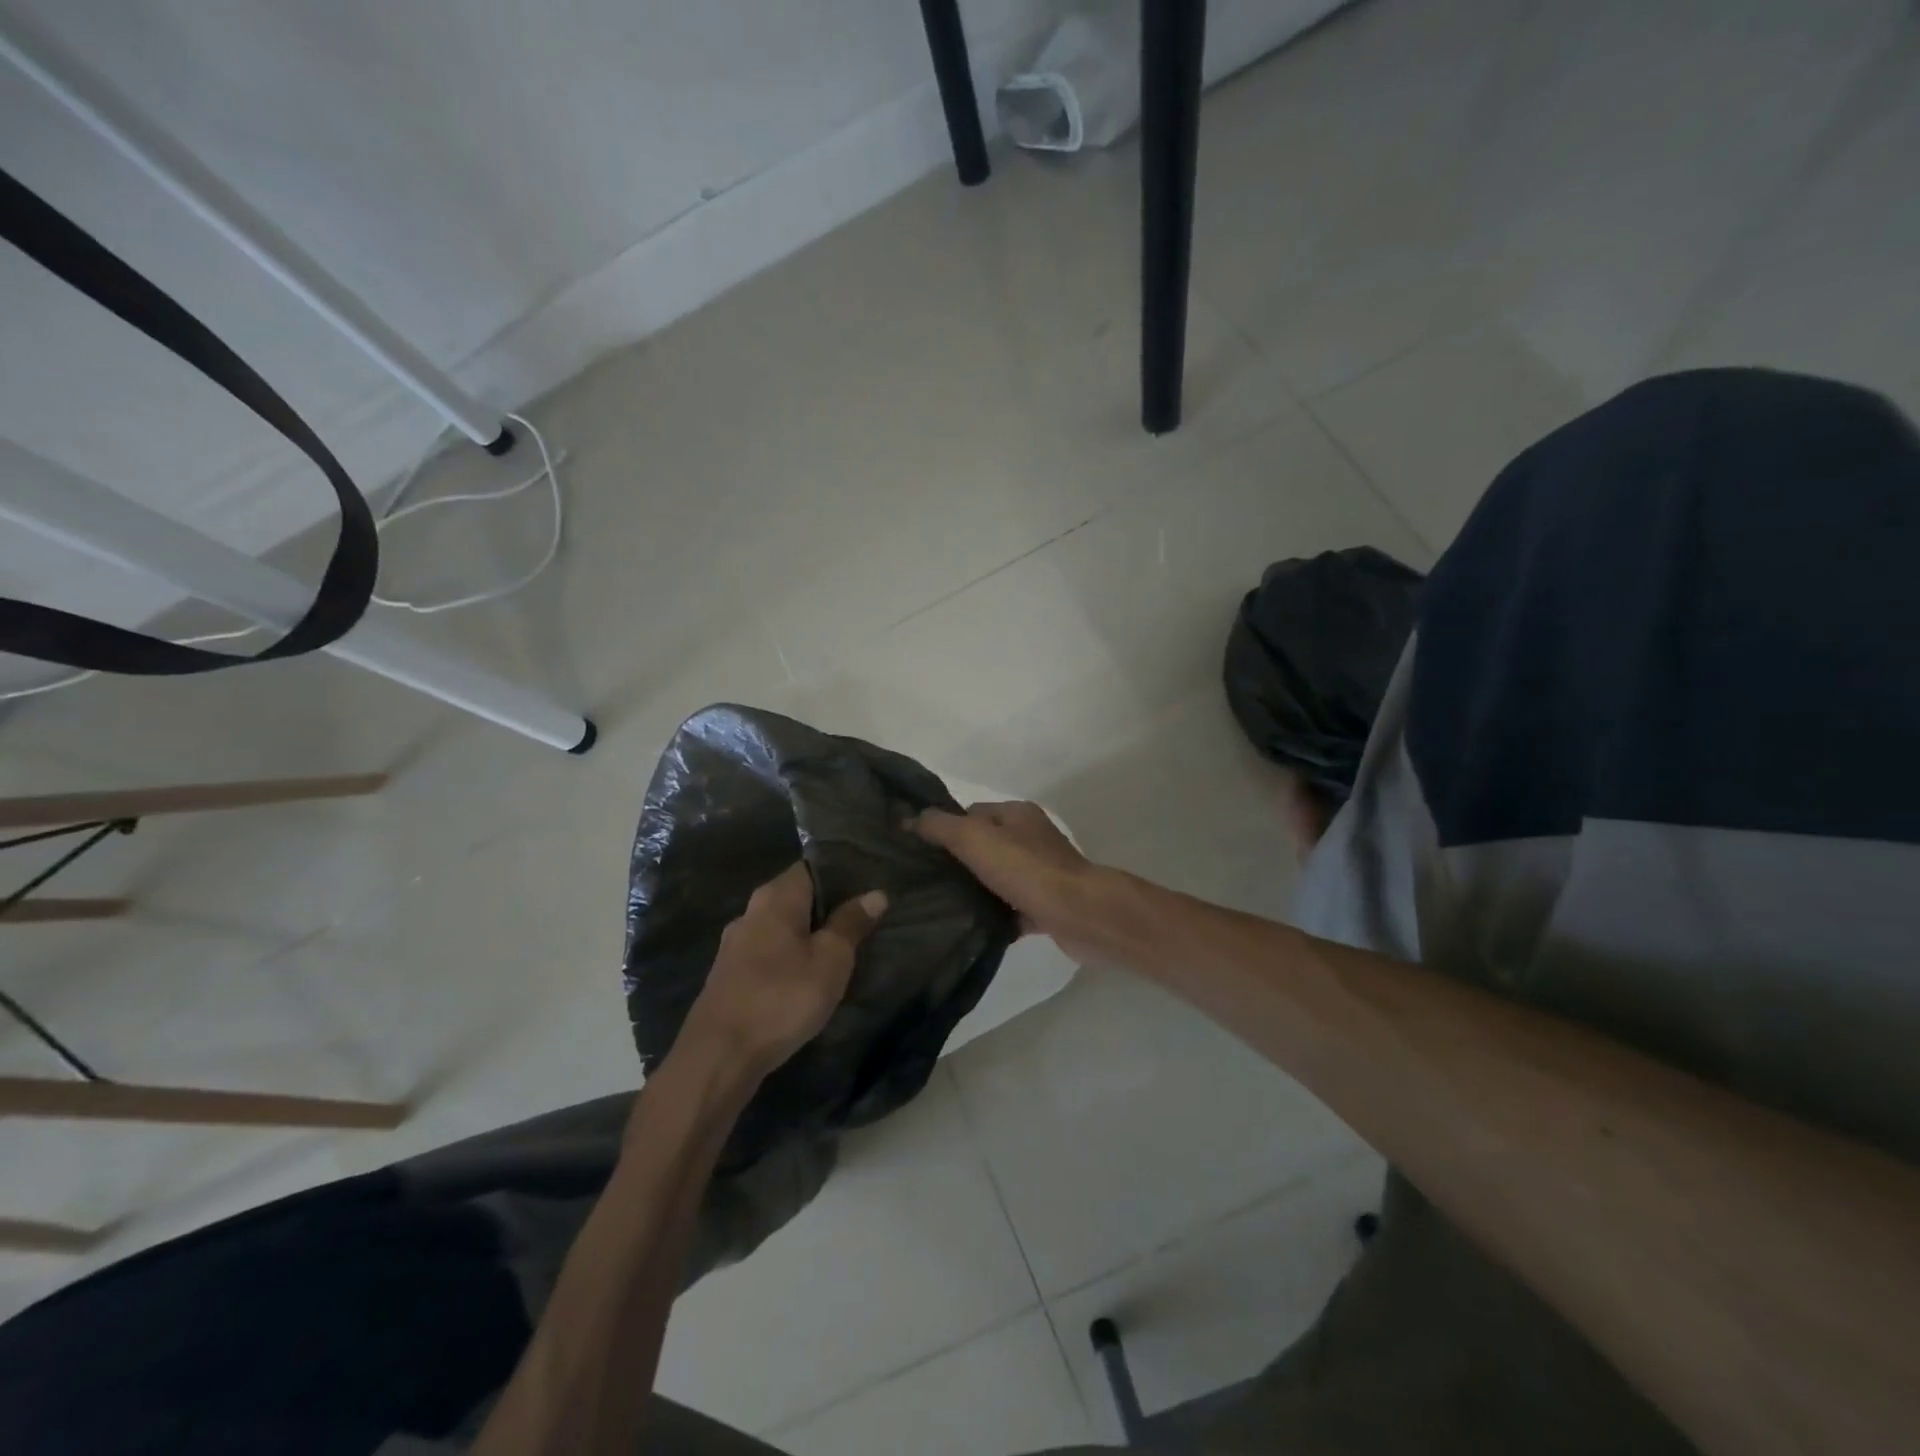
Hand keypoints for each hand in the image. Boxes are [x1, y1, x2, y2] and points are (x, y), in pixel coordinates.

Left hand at [680, 864, 887, 1081]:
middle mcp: (751, 911)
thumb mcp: (831, 960)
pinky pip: (769, 952)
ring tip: (841, 950)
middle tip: (863, 922)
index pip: (812, 867)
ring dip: (808, 936)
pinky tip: (808, 976)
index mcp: (775, 897)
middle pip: (797, 897)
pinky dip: (790, 957)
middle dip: (828, 908)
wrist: (719, 1056)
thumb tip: (875, 894)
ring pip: (782, 927)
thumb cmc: (782, 997)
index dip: (842, 875)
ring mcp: (735, 944)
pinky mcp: (730, 974)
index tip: (870, 888)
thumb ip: (851, 923)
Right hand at [914, 801, 1107, 963]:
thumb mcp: (973, 838)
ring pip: (999, 879)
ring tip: (942, 908)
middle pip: (985, 846)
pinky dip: (998, 919)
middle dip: (959, 863)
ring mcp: (1043, 873)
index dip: (945, 828)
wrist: (1080, 915)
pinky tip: (974, 930)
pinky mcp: (1048, 906)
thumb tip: (909, 819)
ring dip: (977, 892)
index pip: (971, 813)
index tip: (918, 851)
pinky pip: (1015, 911)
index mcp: (1016, 814)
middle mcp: (1032, 838)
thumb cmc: (1026, 869)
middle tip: (925, 882)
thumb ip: (940, 826)